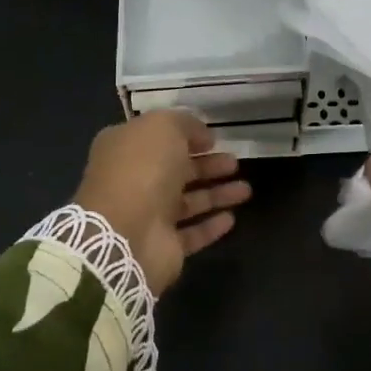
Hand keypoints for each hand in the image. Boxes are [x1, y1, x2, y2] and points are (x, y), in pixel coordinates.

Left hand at [72, 111, 251, 291]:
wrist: (125, 234)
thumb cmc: (141, 170)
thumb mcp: (163, 127)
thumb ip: (184, 124)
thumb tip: (202, 136)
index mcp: (125, 150)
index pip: (157, 139)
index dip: (185, 136)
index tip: (213, 139)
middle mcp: (134, 181)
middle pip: (176, 171)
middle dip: (207, 166)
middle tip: (234, 163)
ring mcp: (148, 216)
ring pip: (188, 202)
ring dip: (216, 194)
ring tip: (246, 189)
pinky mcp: (164, 246)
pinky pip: (192, 233)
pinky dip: (211, 225)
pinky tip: (231, 218)